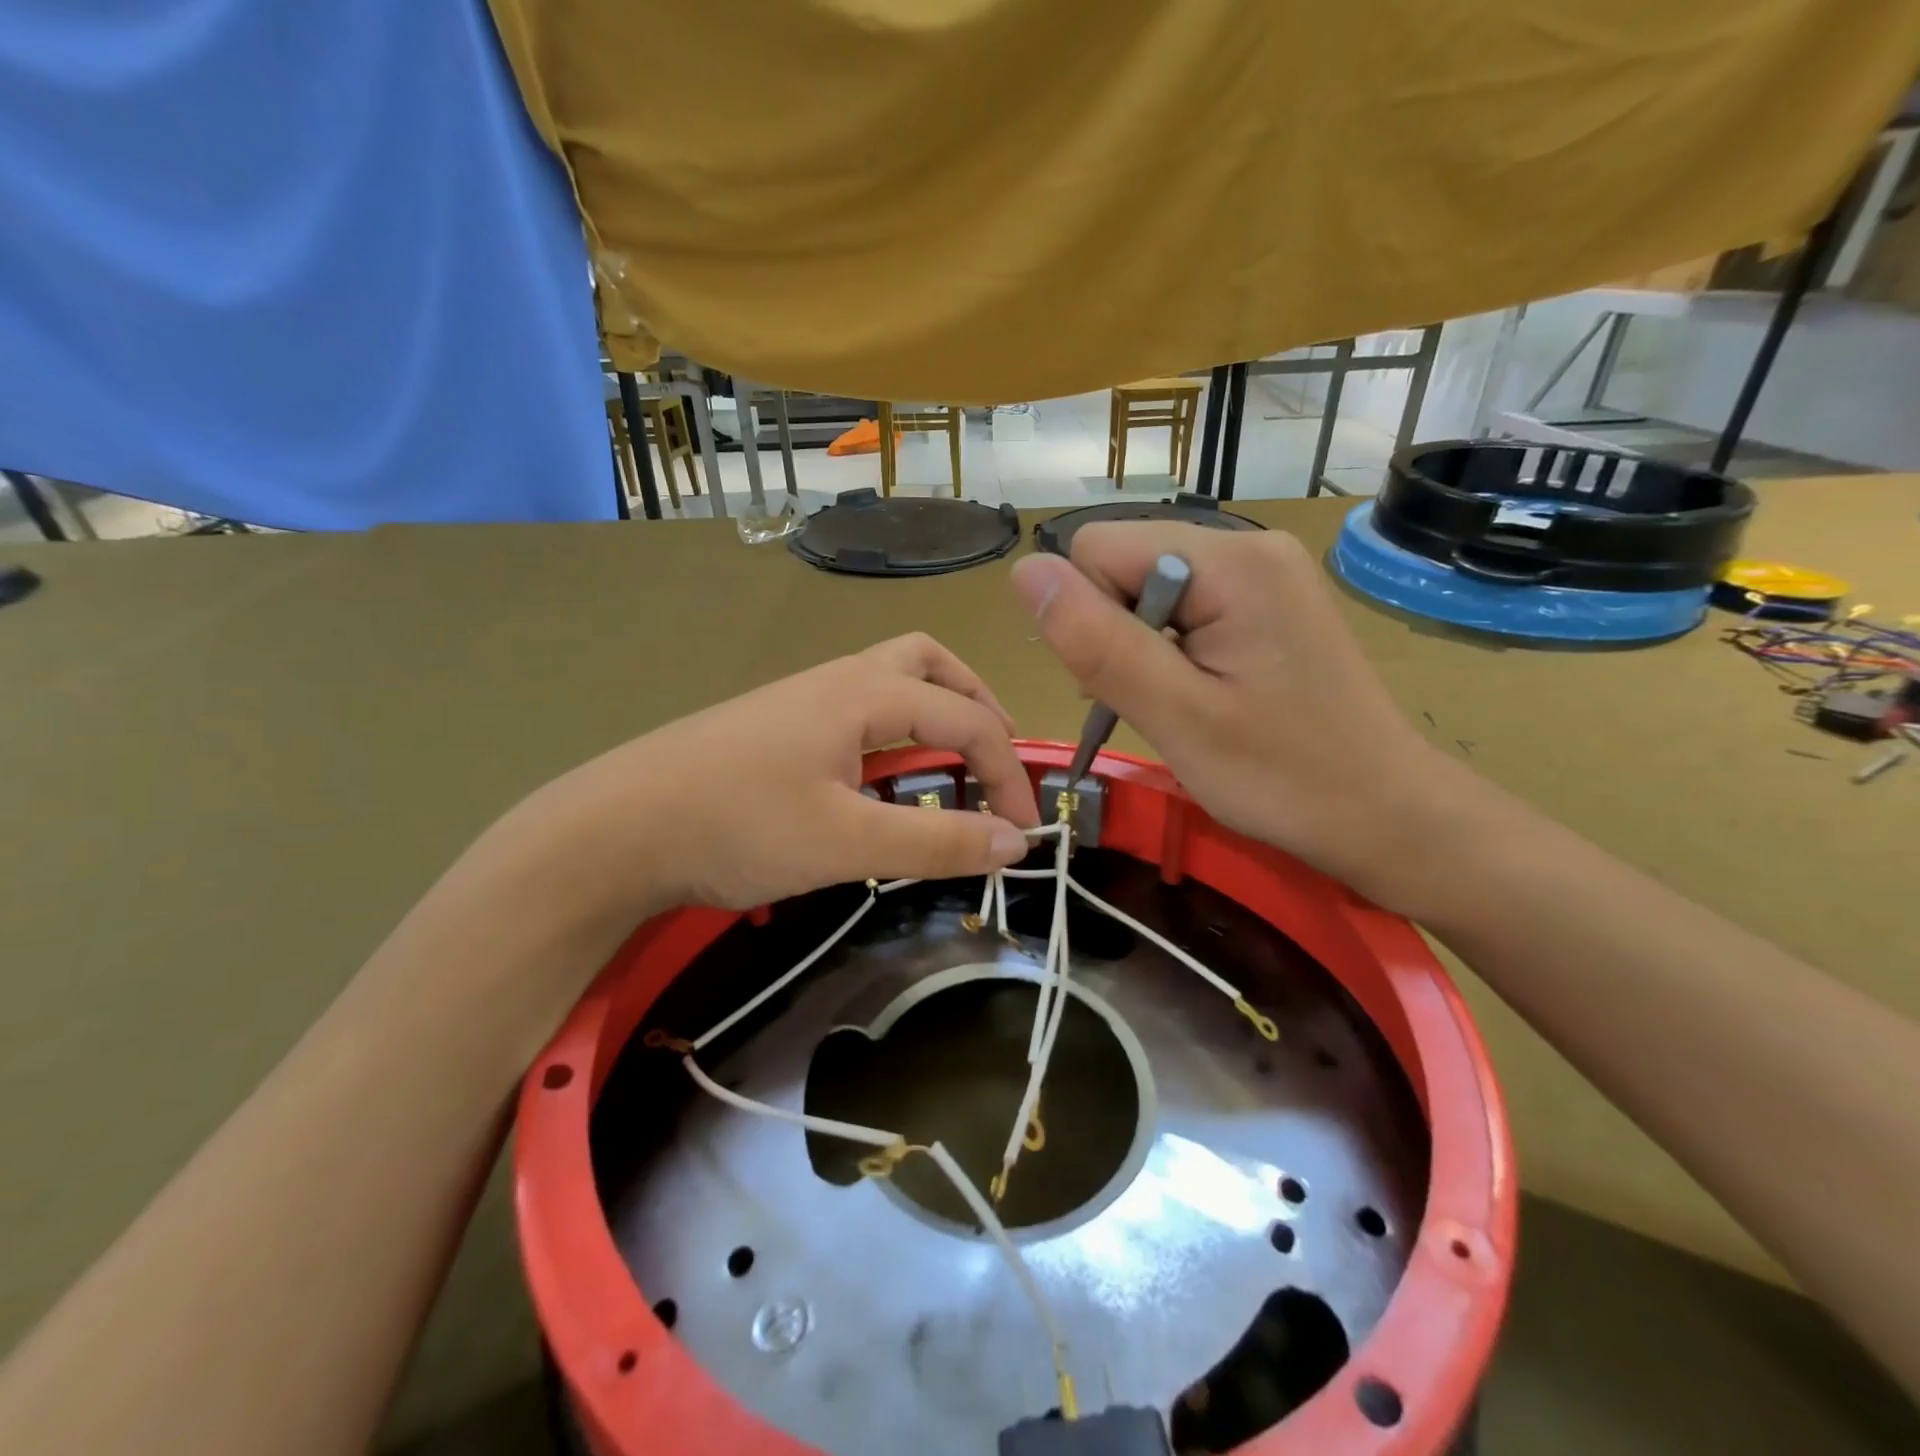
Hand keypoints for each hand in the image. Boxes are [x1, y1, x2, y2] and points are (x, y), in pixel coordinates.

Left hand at [515, 634, 1040, 914]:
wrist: (614, 829)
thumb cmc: (735, 827)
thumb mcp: (845, 844)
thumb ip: (934, 842)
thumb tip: (1013, 844)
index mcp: (865, 693)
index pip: (968, 718)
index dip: (1008, 774)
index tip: (1022, 835)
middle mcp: (840, 679)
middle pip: (931, 663)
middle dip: (978, 705)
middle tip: (998, 759)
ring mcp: (804, 699)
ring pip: (892, 679)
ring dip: (937, 710)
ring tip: (953, 761)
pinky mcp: (778, 725)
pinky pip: (860, 708)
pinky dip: (896, 728)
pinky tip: (883, 775)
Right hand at [1011, 524, 1476, 915]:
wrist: (1387, 814)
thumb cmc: (1284, 776)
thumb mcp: (1176, 715)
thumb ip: (1097, 641)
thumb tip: (1023, 572)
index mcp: (1230, 559)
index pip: (1097, 547)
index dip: (1090, 616)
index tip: (1129, 681)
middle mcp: (1249, 545)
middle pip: (1124, 563)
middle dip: (1115, 633)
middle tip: (1157, 703)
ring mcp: (1264, 573)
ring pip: (1148, 588)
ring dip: (1141, 647)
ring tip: (1180, 706)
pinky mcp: (1269, 603)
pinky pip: (1185, 606)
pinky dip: (1171, 651)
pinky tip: (1200, 695)